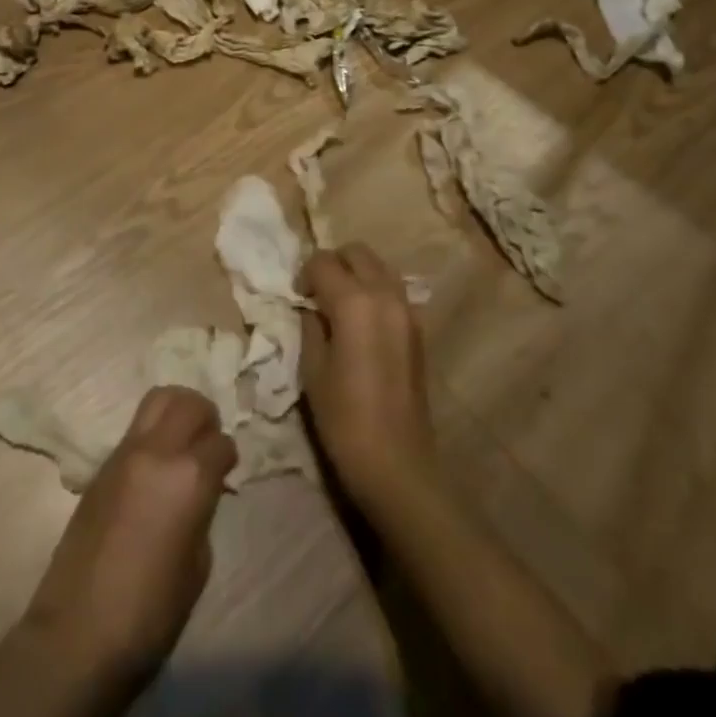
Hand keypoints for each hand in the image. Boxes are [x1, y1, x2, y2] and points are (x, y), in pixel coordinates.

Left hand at [22, 386, 235, 682]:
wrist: (78, 632)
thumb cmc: (150, 613)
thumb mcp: (197, 566)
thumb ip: (202, 512)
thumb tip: (200, 493)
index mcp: (189, 476)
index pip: (220, 442)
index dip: (228, 458)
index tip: (227, 473)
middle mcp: (157, 451)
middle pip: (188, 402)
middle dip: (205, 417)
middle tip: (208, 445)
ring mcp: (124, 453)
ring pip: (157, 400)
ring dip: (176, 412)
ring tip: (182, 443)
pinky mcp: (100, 466)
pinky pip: (135, 429)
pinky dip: (152, 434)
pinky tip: (154, 469)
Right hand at [299, 244, 436, 517]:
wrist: (397, 464)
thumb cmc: (344, 419)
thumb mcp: (312, 369)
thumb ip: (310, 326)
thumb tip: (311, 307)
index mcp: (354, 302)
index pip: (323, 261)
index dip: (304, 274)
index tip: (297, 297)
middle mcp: (385, 295)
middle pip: (357, 252)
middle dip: (333, 263)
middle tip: (317, 293)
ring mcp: (407, 310)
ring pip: (379, 267)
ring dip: (357, 274)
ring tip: (340, 305)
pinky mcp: (418, 329)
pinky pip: (393, 290)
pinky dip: (375, 291)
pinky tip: (362, 322)